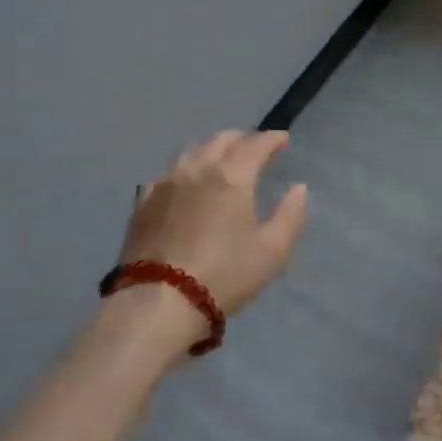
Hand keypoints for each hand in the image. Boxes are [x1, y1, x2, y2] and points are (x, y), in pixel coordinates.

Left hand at [117, 130, 309, 338]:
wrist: (159, 302)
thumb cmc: (225, 275)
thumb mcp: (272, 251)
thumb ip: (290, 215)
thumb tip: (298, 188)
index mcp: (232, 176)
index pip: (255, 144)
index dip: (272, 138)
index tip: (282, 139)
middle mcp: (198, 169)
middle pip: (221, 141)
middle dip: (241, 139)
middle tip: (254, 148)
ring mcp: (165, 183)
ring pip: (191, 152)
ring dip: (211, 150)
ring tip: (220, 161)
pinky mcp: (142, 203)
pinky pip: (167, 175)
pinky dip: (184, 172)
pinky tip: (184, 184)